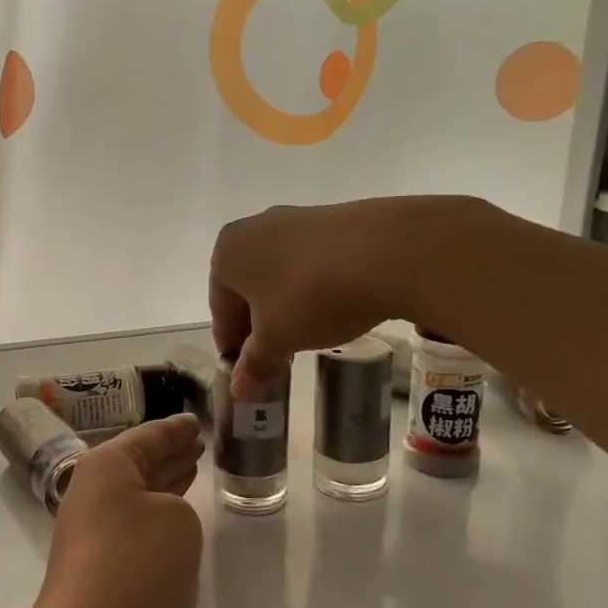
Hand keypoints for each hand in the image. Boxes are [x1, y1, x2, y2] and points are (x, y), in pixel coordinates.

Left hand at [34, 414, 204, 607]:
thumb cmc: (136, 564)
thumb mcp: (177, 520)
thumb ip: (178, 506)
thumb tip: (162, 521)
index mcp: (106, 465)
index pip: (148, 436)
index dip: (175, 429)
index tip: (196, 421)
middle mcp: (92, 489)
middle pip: (138, 462)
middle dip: (170, 453)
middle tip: (199, 443)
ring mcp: (90, 528)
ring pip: (137, 493)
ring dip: (165, 481)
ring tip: (193, 468)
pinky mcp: (96, 563)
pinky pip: (134, 522)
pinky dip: (157, 513)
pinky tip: (175, 517)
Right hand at [209, 196, 501, 395]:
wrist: (387, 252)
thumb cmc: (311, 297)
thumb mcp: (279, 339)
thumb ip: (255, 364)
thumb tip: (238, 390)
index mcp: (227, 253)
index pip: (220, 307)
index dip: (232, 343)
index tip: (246, 370)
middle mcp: (254, 227)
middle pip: (247, 286)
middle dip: (258, 322)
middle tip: (276, 355)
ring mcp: (295, 218)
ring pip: (279, 272)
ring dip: (286, 304)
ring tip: (308, 334)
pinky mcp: (333, 217)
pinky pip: (310, 260)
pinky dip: (313, 285)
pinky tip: (333, 307)